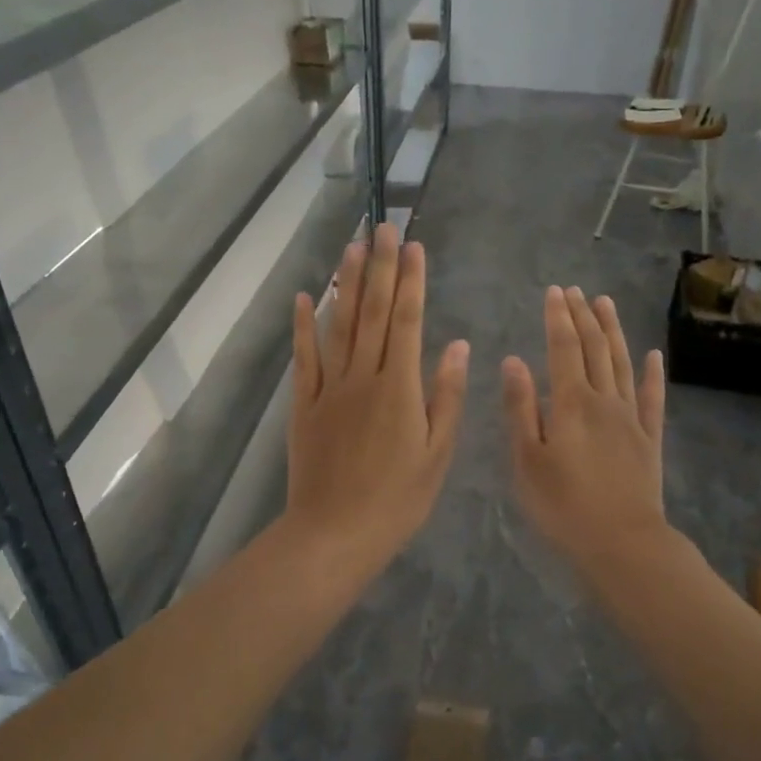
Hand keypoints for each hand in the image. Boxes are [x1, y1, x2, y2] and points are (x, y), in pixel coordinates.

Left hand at [286, 224, 468, 582]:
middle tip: (383, 227)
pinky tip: (307, 297)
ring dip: (347, 283)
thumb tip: (457, 345)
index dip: (411, 281)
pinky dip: (304, 326)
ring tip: (352, 246)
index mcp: (400, 388)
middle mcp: (363, 377)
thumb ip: (446, 396)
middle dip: (380, 267)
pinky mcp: (304, 405)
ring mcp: (329, 389)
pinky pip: (304, 358)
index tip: (413, 246)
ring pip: (339, 326)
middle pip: (372, 312)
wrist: (335, 533)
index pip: (407, 321)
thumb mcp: (437, 453)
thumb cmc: (397, 499)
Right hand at [502, 286, 667, 571]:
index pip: (564, 348)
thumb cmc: (563, 505)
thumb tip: (514, 361)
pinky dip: (652, 374)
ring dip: (614, 332)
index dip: (558, 318)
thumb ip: (521, 408)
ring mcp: (631, 418)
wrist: (622, 542)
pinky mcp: (650, 439)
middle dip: (584, 316)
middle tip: (577, 290)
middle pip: (595, 349)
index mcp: (571, 403)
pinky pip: (653, 398)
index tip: (555, 292)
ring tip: (606, 304)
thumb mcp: (527, 460)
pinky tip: (653, 356)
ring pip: (622, 363)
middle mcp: (604, 400)